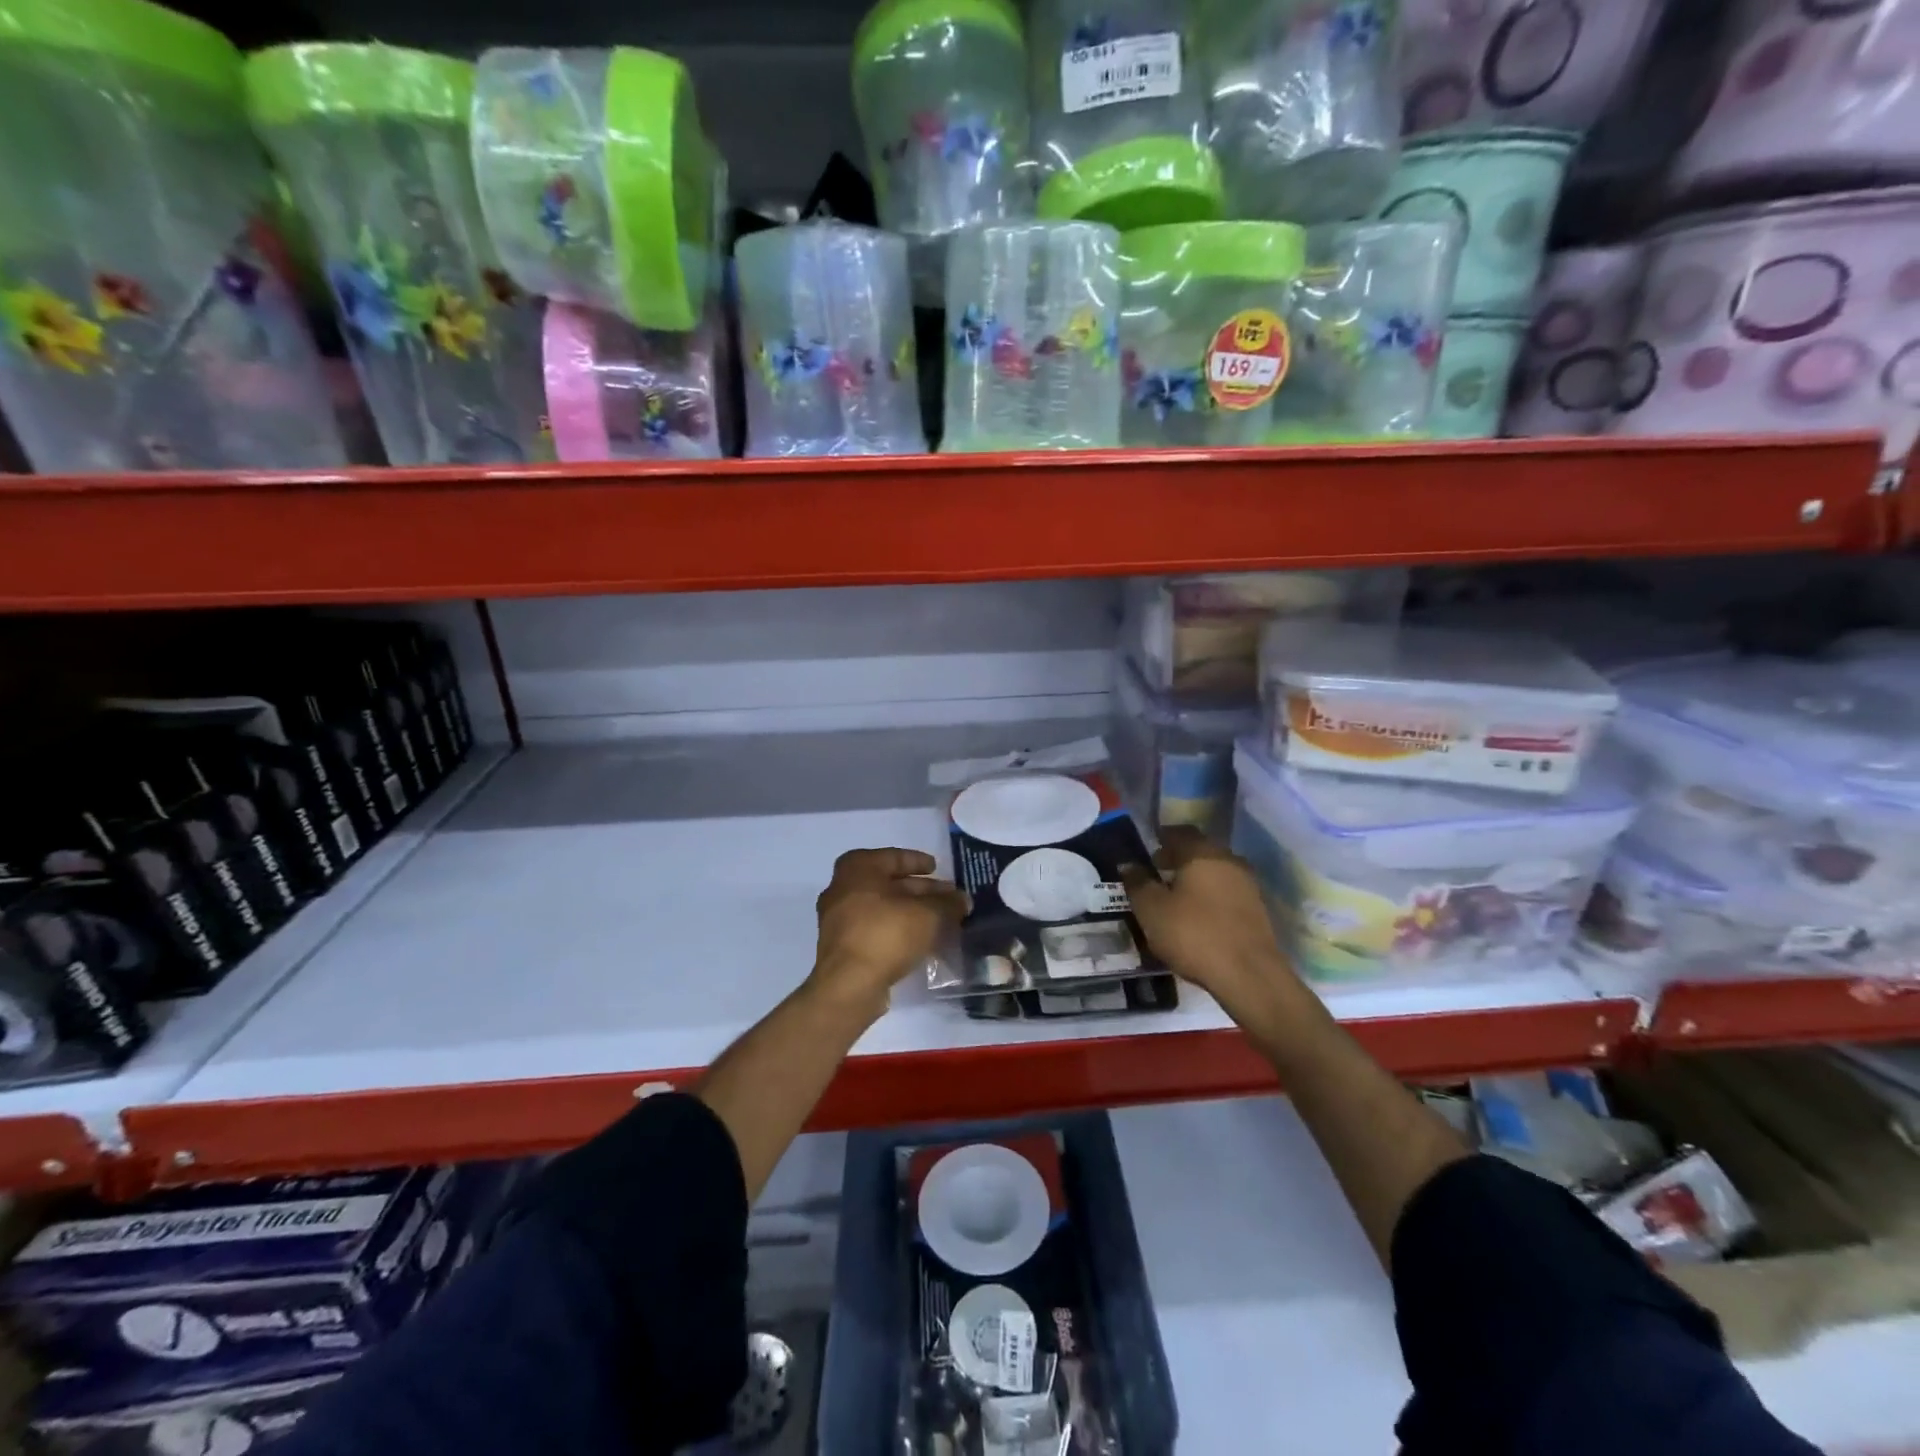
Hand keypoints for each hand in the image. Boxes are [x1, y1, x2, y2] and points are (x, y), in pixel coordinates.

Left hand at [809, 849, 967, 1019]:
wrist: (849, 984)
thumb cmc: (887, 933)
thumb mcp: (928, 914)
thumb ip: (948, 903)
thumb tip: (963, 900)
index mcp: (858, 868)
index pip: (894, 856)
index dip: (919, 861)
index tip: (937, 868)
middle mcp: (842, 887)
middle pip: (888, 883)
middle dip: (920, 891)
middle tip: (946, 898)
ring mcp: (838, 918)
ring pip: (882, 908)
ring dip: (910, 912)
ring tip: (939, 920)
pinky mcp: (841, 946)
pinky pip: (874, 929)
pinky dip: (896, 929)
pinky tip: (919, 941)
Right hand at [1121, 828, 1296, 1018]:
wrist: (1249, 975)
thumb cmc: (1193, 934)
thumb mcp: (1151, 910)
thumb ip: (1137, 883)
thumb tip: (1129, 865)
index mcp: (1202, 853)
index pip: (1180, 832)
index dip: (1163, 838)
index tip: (1149, 848)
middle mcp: (1229, 861)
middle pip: (1200, 850)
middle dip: (1178, 858)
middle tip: (1158, 872)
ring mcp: (1247, 885)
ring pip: (1215, 872)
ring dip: (1195, 878)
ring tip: (1175, 897)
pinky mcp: (1257, 910)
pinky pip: (1227, 892)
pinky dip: (1210, 896)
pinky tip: (1197, 915)